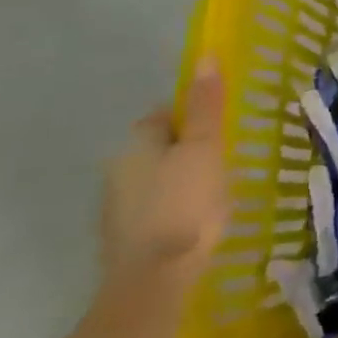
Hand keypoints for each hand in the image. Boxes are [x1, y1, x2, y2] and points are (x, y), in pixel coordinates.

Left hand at [101, 58, 229, 287]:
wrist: (153, 281)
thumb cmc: (186, 204)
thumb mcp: (206, 149)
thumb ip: (206, 106)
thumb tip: (204, 56)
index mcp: (138, 143)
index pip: (166, 114)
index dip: (194, 117)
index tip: (221, 130)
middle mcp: (117, 169)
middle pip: (157, 148)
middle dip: (185, 151)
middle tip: (222, 163)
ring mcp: (115, 208)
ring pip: (153, 181)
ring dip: (177, 183)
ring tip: (212, 196)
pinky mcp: (122, 241)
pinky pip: (151, 212)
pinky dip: (170, 212)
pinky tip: (192, 226)